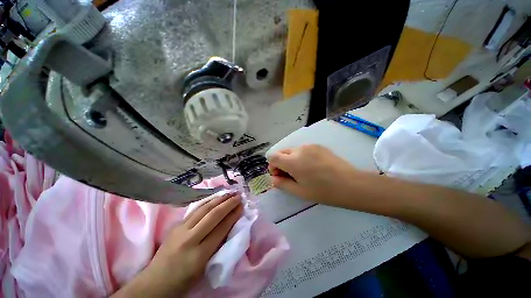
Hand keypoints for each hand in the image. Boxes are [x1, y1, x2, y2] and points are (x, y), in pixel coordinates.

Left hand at [112, 193, 242, 297]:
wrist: (155, 281)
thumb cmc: (184, 279)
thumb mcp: (205, 268)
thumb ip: (217, 245)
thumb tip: (230, 225)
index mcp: (199, 255)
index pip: (221, 229)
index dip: (233, 215)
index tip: (241, 206)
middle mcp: (190, 239)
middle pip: (213, 215)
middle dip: (228, 203)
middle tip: (238, 196)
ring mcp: (181, 229)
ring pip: (204, 209)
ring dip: (219, 199)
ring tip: (229, 193)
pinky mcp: (177, 225)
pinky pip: (196, 209)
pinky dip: (208, 201)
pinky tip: (215, 197)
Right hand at [268, 145, 360, 205]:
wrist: (351, 184)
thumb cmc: (323, 191)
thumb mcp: (299, 191)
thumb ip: (282, 184)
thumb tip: (273, 178)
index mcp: (293, 161)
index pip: (272, 157)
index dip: (272, 166)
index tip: (280, 175)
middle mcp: (299, 149)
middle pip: (281, 152)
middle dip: (280, 163)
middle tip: (290, 175)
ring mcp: (310, 146)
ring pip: (292, 151)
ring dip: (291, 159)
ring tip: (303, 171)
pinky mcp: (318, 146)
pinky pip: (303, 149)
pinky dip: (301, 156)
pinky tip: (312, 166)